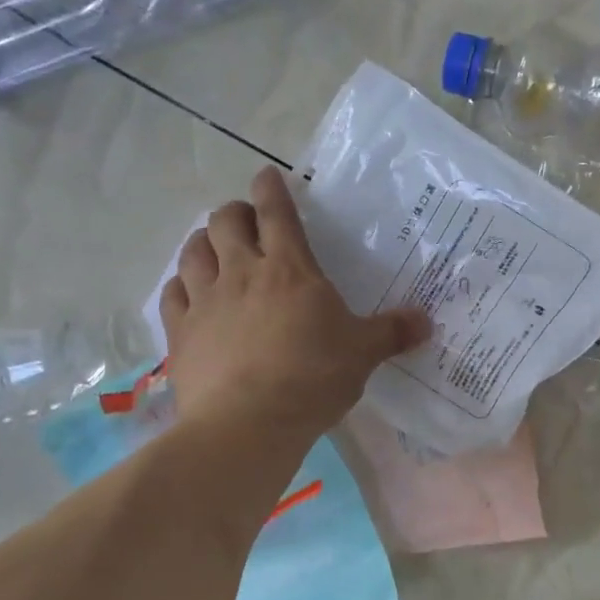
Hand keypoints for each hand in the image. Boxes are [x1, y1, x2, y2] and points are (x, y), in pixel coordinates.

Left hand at [161, 167, 431, 443]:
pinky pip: (171, 294)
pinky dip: (180, 285)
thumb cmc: (312, 378)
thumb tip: (427, 321)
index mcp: (289, 269)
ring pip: (193, 251)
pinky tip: (187, 291)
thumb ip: (392, 332)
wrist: (248, 424)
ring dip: (203, 242)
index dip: (270, 188)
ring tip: (213, 248)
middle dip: (234, 213)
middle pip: (225, 221)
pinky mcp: (181, 333)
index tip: (267, 176)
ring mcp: (205, 301)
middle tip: (246, 222)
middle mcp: (241, 273)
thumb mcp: (363, 354)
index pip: (276, 212)